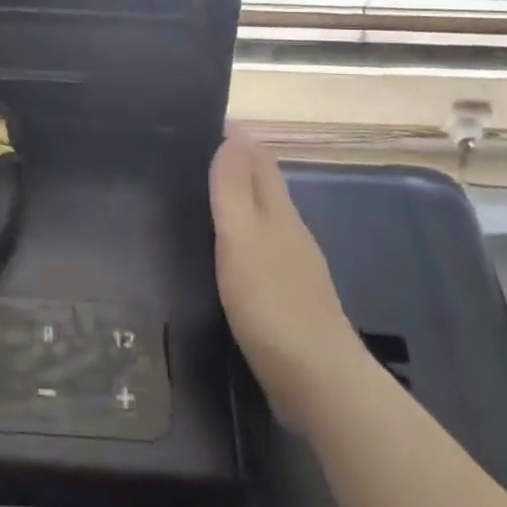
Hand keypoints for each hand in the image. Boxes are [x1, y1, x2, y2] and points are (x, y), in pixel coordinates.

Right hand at [210, 131, 361, 432]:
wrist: (319, 383)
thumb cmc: (272, 303)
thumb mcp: (243, 239)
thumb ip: (235, 188)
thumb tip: (237, 132)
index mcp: (279, 212)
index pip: (259, 160)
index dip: (237, 140)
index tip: (202, 124)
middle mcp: (289, 233)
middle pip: (262, 188)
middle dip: (234, 168)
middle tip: (188, 159)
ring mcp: (292, 268)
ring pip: (262, 222)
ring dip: (236, 206)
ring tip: (196, 201)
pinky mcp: (287, 301)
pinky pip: (259, 255)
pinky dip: (240, 242)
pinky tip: (221, 256)